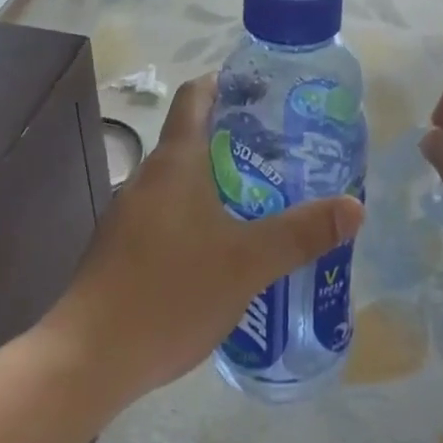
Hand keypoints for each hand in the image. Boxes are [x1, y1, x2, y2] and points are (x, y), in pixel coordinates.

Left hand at [48, 74, 365, 403]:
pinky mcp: (125, 248)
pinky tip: (227, 246)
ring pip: (184, 179)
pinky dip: (201, 213)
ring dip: (222, 179)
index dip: (227, 82)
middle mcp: (149, 177)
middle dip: (239, 138)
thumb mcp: (247, 263)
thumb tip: (355, 207)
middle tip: (287, 150)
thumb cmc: (170, 292)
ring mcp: (131, 213)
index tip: (264, 90)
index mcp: (176, 161)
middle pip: (195, 136)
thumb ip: (301, 233)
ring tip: (267, 197)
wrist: (87, 360)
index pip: (197, 95)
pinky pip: (171, 213)